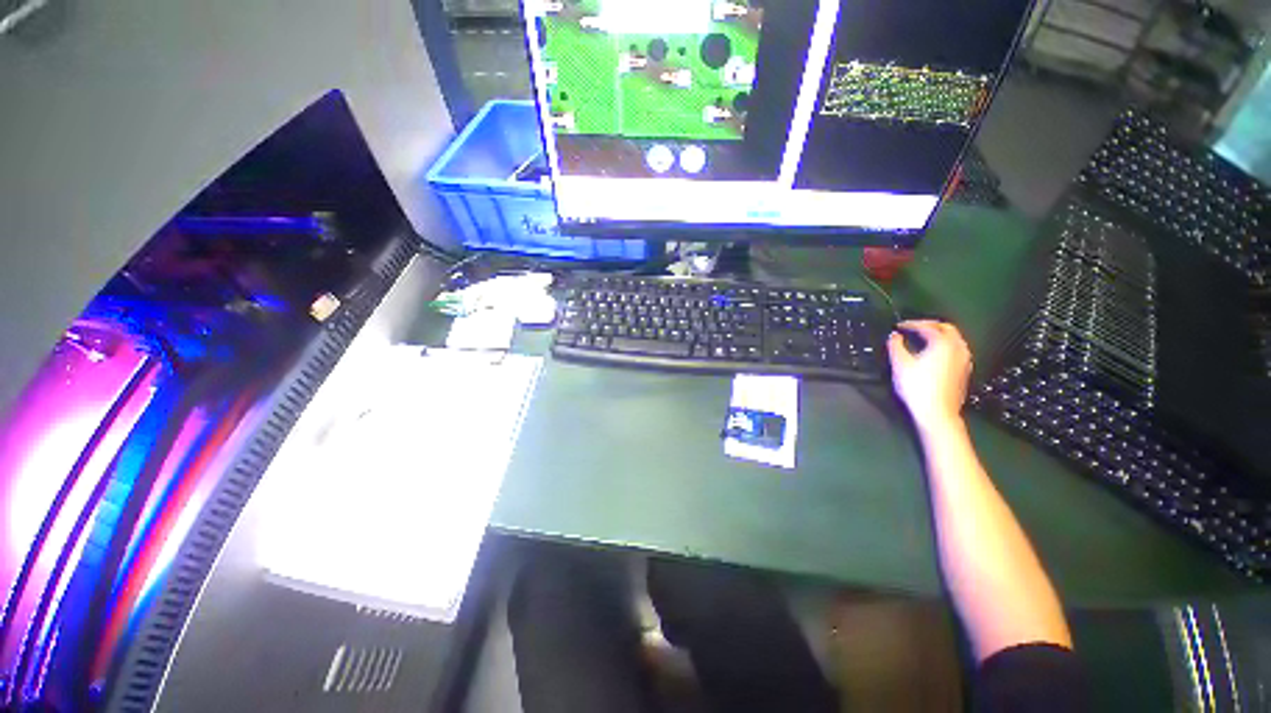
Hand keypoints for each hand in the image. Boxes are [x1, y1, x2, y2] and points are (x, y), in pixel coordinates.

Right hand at [887, 320, 972, 430]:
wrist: (937, 412)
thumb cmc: (918, 388)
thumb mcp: (900, 364)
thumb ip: (896, 346)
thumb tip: (894, 336)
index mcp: (942, 344)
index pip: (928, 326)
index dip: (912, 324)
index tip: (899, 326)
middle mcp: (957, 349)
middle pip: (947, 328)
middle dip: (930, 325)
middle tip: (914, 328)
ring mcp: (964, 360)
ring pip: (954, 339)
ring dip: (939, 335)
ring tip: (924, 339)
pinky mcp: (964, 371)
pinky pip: (956, 350)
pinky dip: (945, 346)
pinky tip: (934, 354)